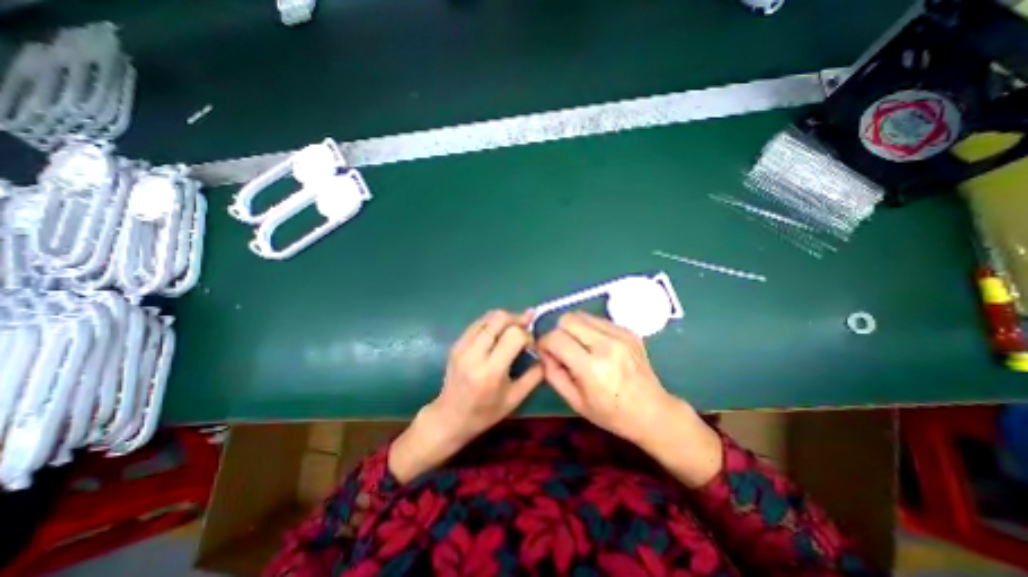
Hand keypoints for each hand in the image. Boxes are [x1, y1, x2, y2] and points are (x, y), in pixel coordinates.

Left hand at [388, 311, 544, 482]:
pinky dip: (492, 323)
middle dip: (517, 319)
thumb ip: (534, 375)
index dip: (527, 335)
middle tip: (526, 328)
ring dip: (505, 319)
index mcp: (490, 371)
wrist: (450, 417)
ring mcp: (462, 346)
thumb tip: (545, 353)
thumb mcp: (515, 398)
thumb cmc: (485, 413)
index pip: (514, 335)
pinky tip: (498, 333)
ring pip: (488, 317)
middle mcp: (474, 353)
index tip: (532, 345)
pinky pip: (478, 323)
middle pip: (499, 318)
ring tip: (513, 329)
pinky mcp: (456, 343)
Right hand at [539, 310, 720, 487]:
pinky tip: (595, 345)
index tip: (545, 351)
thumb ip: (553, 374)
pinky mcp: (629, 331)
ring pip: (581, 315)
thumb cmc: (611, 414)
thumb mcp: (575, 402)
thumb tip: (544, 351)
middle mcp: (606, 345)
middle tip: (562, 348)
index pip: (556, 338)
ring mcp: (620, 335)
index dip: (544, 342)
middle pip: (568, 319)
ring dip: (573, 328)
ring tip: (579, 346)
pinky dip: (589, 329)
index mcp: (592, 368)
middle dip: (558, 331)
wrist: (653, 412)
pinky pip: (597, 319)